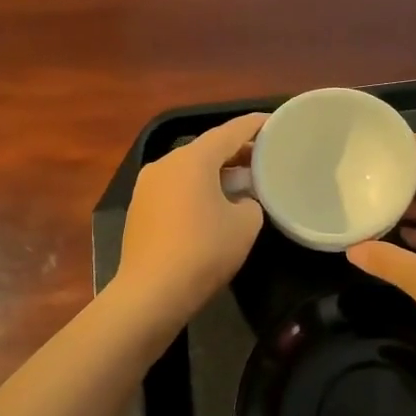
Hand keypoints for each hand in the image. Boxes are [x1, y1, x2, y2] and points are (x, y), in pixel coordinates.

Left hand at [114, 112, 267, 322]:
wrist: (151, 292)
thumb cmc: (204, 251)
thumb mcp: (245, 224)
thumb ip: (251, 202)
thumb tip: (241, 201)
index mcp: (193, 159)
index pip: (230, 131)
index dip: (255, 125)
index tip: (276, 122)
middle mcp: (166, 163)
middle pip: (207, 148)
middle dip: (237, 151)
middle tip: (265, 156)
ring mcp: (147, 186)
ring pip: (190, 169)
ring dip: (217, 172)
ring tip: (244, 182)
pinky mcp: (140, 209)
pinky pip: (176, 188)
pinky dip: (198, 189)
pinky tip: (214, 205)